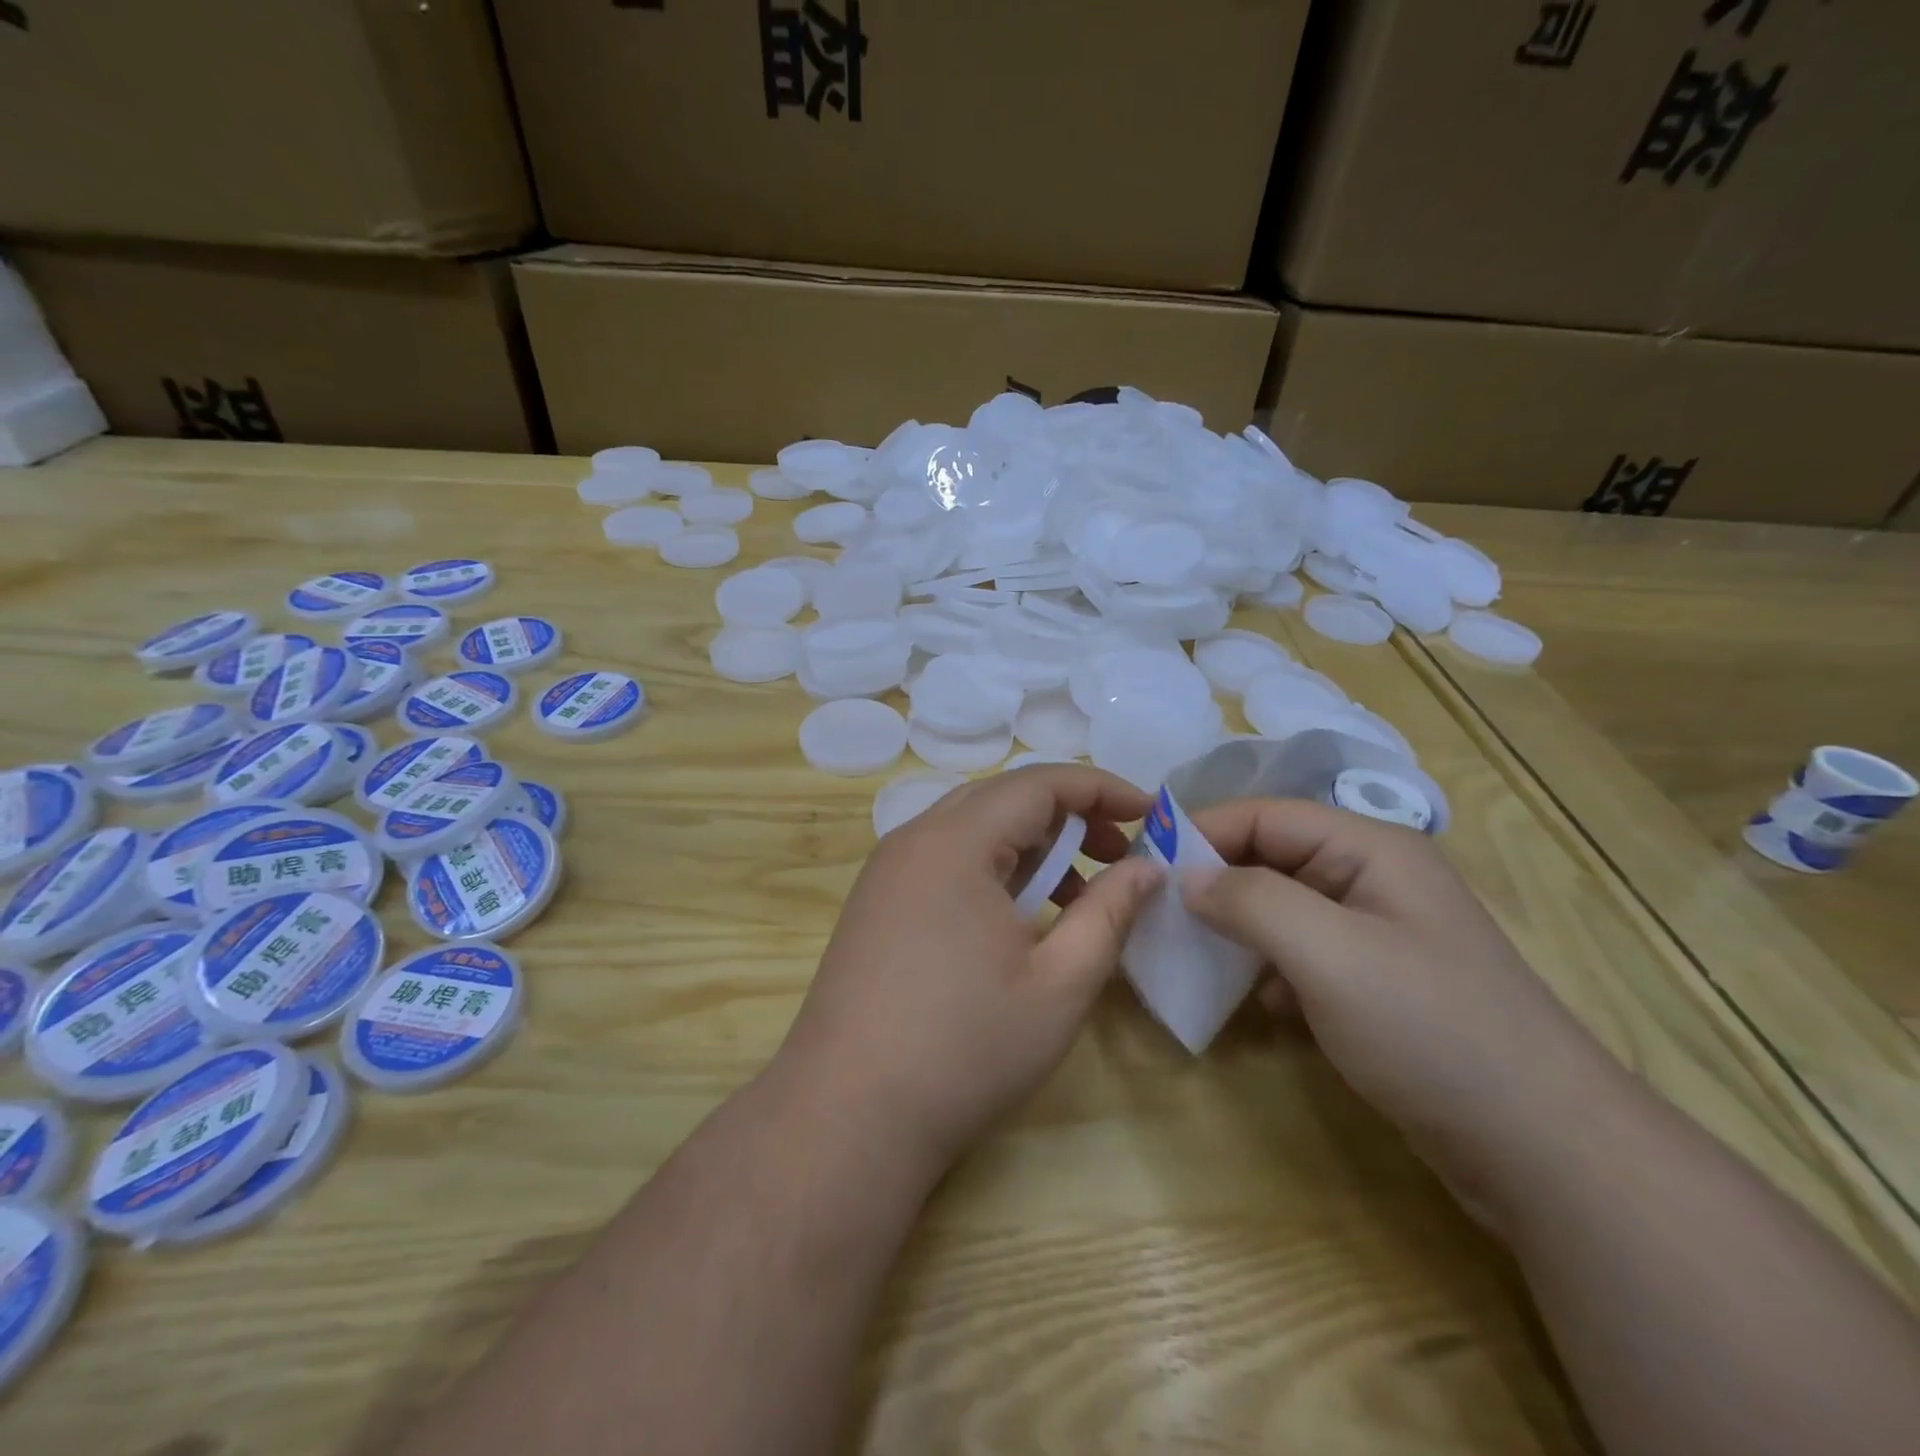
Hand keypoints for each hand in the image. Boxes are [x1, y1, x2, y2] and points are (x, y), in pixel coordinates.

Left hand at [772, 766, 1163, 1184]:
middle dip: (1069, 816)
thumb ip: (1110, 913)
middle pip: (1003, 799)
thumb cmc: (964, 1048)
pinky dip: (992, 871)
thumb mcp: (1059, 983)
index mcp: (956, 842)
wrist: (846, 1116)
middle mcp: (914, 840)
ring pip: (972, 830)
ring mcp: (887, 872)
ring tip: (1077, 895)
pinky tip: (1018, 920)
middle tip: (1119, 855)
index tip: (1151, 813)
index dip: (1101, 789)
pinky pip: (945, 861)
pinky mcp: (875, 904)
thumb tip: (1148, 868)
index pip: (1039, 782)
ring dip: (1031, 847)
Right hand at [1180, 798, 1615, 1214]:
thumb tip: (1187, 876)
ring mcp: (1373, 933)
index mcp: (1369, 849)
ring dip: (1234, 927)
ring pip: (1279, 908)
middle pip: (1270, 857)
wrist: (1543, 1151)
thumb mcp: (1330, 954)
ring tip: (1189, 953)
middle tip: (1155, 912)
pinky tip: (1258, 1004)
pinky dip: (1266, 969)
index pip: (1264, 815)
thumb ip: (1252, 901)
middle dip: (1213, 881)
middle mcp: (1369, 879)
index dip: (1201, 831)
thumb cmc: (1431, 1031)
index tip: (1143, 863)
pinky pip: (1298, 954)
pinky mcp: (1371, 983)